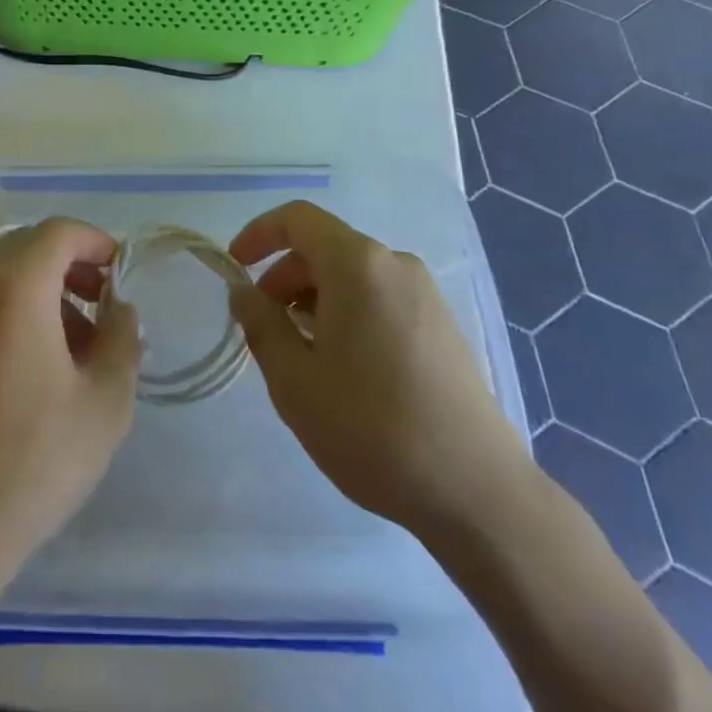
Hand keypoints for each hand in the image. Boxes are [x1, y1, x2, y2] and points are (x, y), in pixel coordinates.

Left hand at [0, 218, 141, 580]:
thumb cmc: (35, 458)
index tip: (122, 274)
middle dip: (71, 263)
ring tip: (78, 342)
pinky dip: (15, 308)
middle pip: (28, 246)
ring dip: (44, 288)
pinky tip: (38, 362)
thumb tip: (119, 309)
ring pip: (3, 274)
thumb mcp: (105, 401)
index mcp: (15, 286)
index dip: (96, 241)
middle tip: (104, 303)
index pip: (59, 232)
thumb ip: (123, 339)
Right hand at [228, 201, 531, 539]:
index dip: (258, 234)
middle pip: (324, 248)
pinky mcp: (442, 326)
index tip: (234, 268)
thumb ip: (260, 324)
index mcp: (358, 265)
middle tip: (263, 328)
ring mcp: (425, 295)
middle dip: (283, 279)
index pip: (297, 219)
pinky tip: (342, 368)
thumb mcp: (295, 380)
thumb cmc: (372, 428)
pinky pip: (378, 298)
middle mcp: (395, 265)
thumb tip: (243, 292)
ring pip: (351, 277)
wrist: (477, 492)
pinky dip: (346, 314)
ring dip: (313, 300)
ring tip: (300, 355)